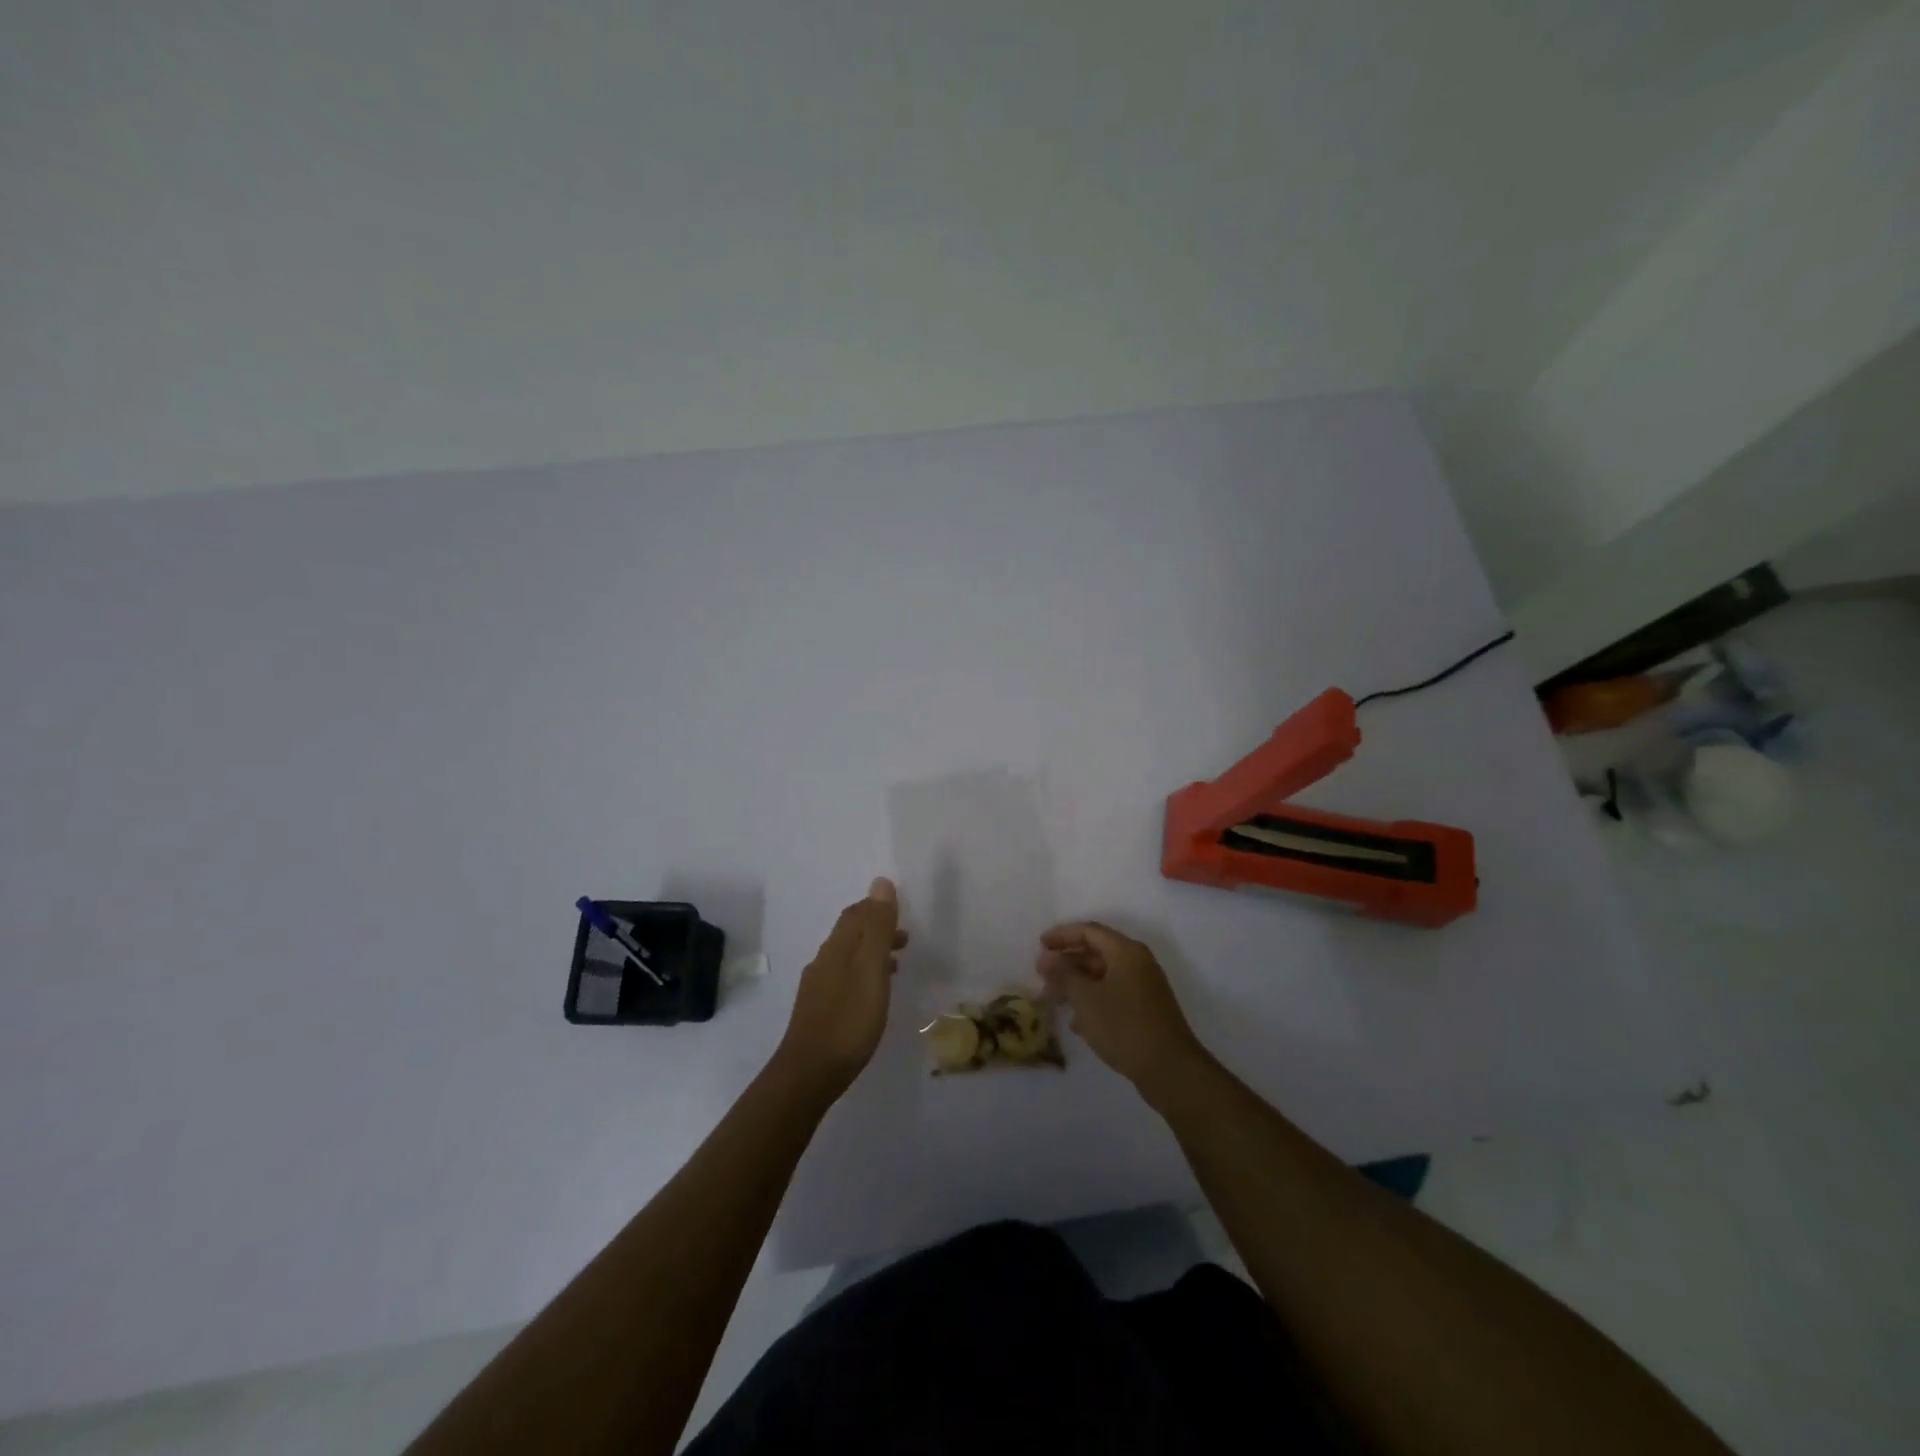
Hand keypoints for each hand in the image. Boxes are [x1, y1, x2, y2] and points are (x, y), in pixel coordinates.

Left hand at [776, 878, 907, 1097]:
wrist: (809, 1074)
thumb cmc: (848, 1020)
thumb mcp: (871, 969)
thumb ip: (877, 928)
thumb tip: (880, 882)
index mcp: (837, 948)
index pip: (855, 914)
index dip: (875, 906)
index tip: (900, 909)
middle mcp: (824, 961)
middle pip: (850, 934)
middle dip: (876, 929)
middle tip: (905, 936)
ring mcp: (818, 987)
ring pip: (848, 957)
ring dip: (872, 952)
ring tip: (897, 962)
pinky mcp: (818, 1011)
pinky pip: (844, 979)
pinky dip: (863, 974)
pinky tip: (874, 993)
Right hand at [1037, 922, 1210, 1096]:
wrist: (1170, 1069)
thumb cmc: (1124, 1026)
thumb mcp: (1086, 998)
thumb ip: (1064, 974)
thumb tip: (1047, 958)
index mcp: (1126, 952)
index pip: (1089, 931)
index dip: (1062, 935)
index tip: (1040, 945)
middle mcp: (1137, 963)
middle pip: (1096, 952)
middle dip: (1067, 962)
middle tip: (1042, 975)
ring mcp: (1144, 988)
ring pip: (1103, 976)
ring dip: (1077, 984)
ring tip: (1053, 999)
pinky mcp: (1146, 1011)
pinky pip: (1113, 995)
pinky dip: (1093, 1001)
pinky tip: (1077, 1023)